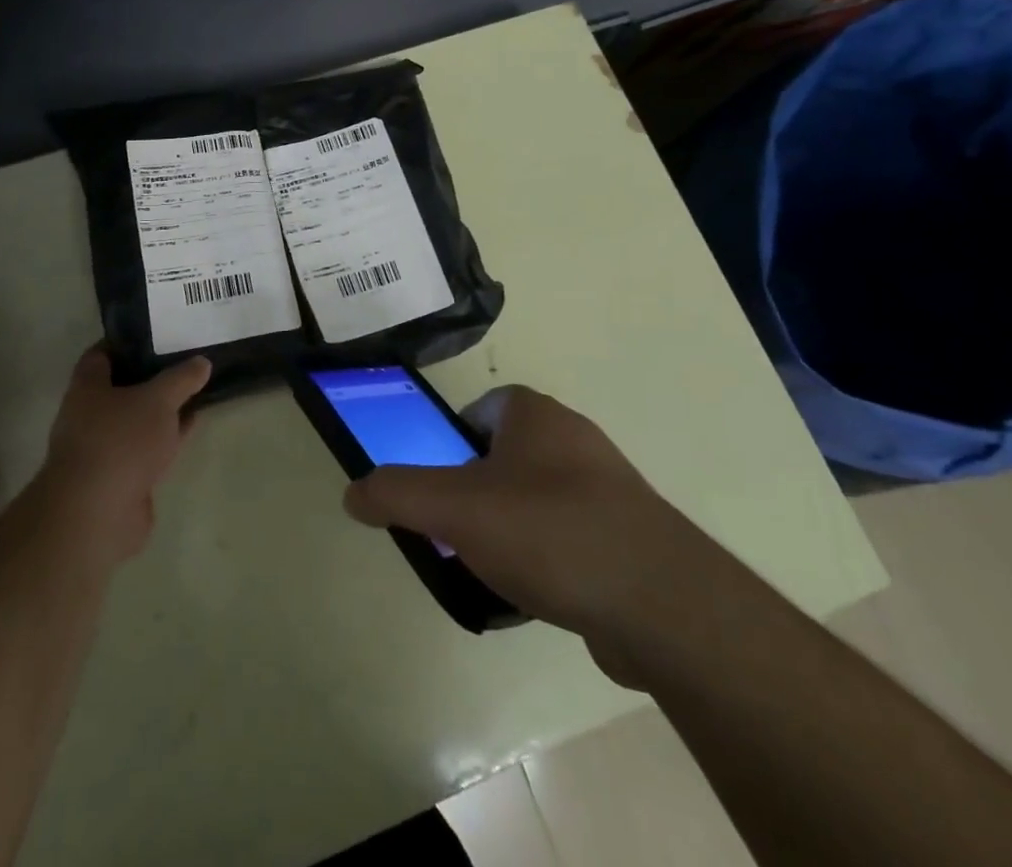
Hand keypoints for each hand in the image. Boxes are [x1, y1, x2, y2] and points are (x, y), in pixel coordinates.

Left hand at [34, 347, 209, 563]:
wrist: (98, 514)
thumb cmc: (120, 441)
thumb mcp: (159, 399)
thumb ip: (182, 378)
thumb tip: (202, 362)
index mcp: (87, 388)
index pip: (101, 354)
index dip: (126, 342)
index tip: (156, 333)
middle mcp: (89, 416)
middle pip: (122, 387)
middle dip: (151, 376)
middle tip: (184, 360)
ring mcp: (104, 449)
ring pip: (138, 419)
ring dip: (162, 409)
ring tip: (195, 389)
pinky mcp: (120, 478)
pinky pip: (147, 447)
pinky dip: (167, 436)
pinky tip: (190, 425)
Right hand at [343, 384, 711, 686]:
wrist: (659, 602)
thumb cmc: (547, 531)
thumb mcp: (453, 509)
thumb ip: (396, 494)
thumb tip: (352, 492)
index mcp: (535, 415)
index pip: (482, 409)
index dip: (453, 442)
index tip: (441, 486)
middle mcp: (574, 438)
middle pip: (506, 456)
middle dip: (477, 491)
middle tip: (457, 532)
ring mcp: (608, 487)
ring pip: (538, 498)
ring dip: (511, 527)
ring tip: (492, 570)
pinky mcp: (629, 535)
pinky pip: (571, 536)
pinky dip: (548, 558)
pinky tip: (538, 596)